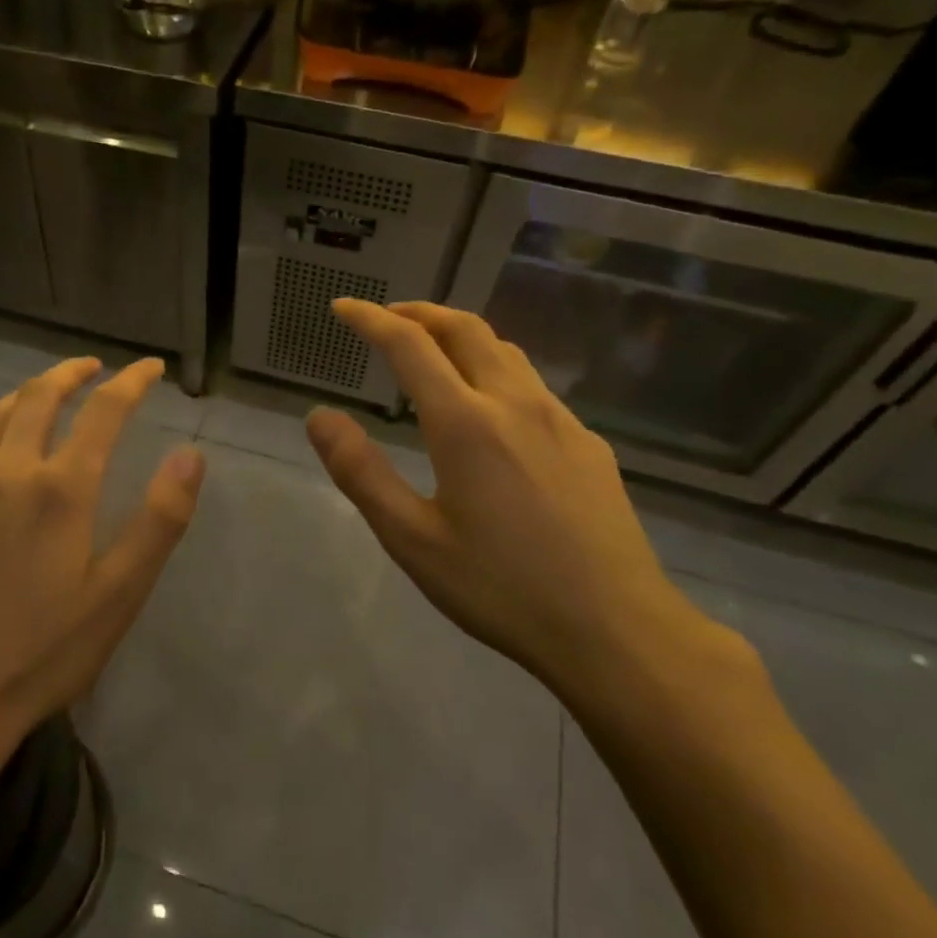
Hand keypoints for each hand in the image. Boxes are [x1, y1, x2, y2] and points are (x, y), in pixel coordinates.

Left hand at [0, 357, 205, 770]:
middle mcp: (9, 470)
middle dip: (73, 372)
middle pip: (41, 396)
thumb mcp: (120, 594)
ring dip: (29, 390)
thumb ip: (158, 519)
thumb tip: (190, 454)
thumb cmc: (44, 652)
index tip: (151, 367)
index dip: (131, 381)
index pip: (103, 411)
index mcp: (61, 488)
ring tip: (50, 387)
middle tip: (95, 367)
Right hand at [306, 301, 691, 690]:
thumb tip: (319, 416)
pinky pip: (533, 386)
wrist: (617, 630)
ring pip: (505, 351)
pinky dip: (495, 371)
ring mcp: (560, 420)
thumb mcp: (412, 539)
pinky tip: (491, 411)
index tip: (343, 307)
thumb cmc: (501, 588)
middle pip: (465, 329)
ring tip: (433, 353)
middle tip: (386, 318)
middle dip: (420, 313)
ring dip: (460, 337)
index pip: (409, 346)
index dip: (370, 320)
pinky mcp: (589, 444)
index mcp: (465, 423)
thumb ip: (360, 472)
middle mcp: (515, 403)